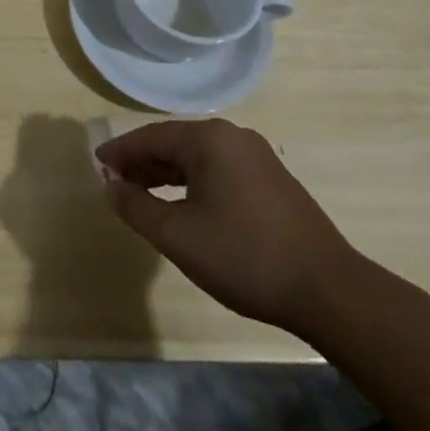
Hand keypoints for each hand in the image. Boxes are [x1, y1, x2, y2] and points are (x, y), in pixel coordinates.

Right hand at [97, 119, 358, 335]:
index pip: (151, 136)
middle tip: (116, 181)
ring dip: (167, 173)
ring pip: (199, 158)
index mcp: (209, 139)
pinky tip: (186, 205)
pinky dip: (194, 182)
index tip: (97, 163)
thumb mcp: (177, 236)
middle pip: (175, 143)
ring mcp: (258, 158)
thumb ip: (136, 207)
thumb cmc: (245, 257)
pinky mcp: (274, 181)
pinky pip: (220, 170)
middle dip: (143, 161)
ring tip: (143, 194)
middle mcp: (233, 137)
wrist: (331, 294)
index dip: (121, 151)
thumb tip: (111, 186)